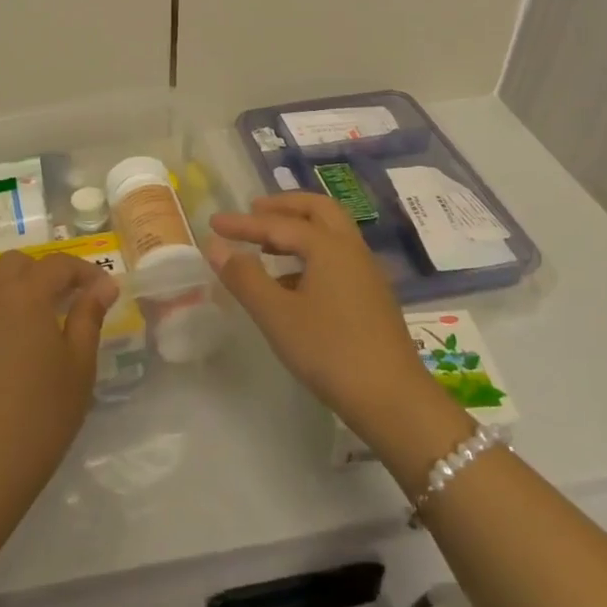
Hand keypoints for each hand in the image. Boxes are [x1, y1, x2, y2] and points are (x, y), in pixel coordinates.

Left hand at [0, 250, 118, 516]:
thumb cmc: (43, 414)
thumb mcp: (80, 365)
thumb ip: (89, 316)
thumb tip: (103, 285)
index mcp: (28, 294)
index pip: (59, 265)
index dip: (85, 272)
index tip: (103, 290)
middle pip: (19, 263)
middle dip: (45, 273)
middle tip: (66, 302)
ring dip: (8, 279)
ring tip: (26, 307)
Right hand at [208, 193, 459, 450]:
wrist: (393, 400)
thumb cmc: (330, 351)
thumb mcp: (277, 315)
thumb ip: (244, 277)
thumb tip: (215, 245)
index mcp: (329, 247)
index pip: (278, 224)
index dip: (243, 223)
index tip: (213, 222)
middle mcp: (352, 250)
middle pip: (318, 210)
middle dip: (283, 206)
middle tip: (253, 212)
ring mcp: (367, 273)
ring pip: (332, 233)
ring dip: (299, 229)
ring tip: (267, 246)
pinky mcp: (372, 296)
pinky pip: (338, 257)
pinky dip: (312, 253)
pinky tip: (292, 283)